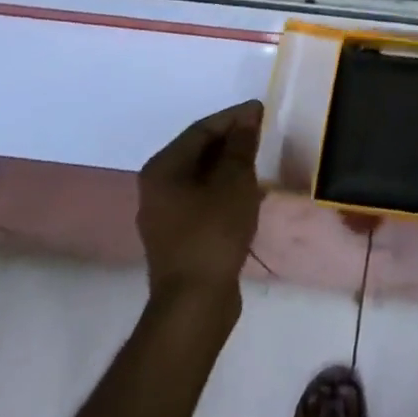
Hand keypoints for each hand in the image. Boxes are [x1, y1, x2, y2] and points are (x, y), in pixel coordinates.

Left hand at [138, 100, 264, 301]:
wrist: (194, 306)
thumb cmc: (212, 233)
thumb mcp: (234, 182)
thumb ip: (241, 145)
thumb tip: (249, 116)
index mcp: (163, 168)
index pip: (201, 129)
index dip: (233, 117)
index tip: (261, 110)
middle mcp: (156, 187)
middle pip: (198, 151)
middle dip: (231, 140)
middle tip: (261, 132)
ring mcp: (164, 215)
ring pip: (201, 176)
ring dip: (229, 165)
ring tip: (258, 158)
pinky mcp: (177, 237)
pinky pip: (202, 199)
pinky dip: (223, 188)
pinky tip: (246, 190)